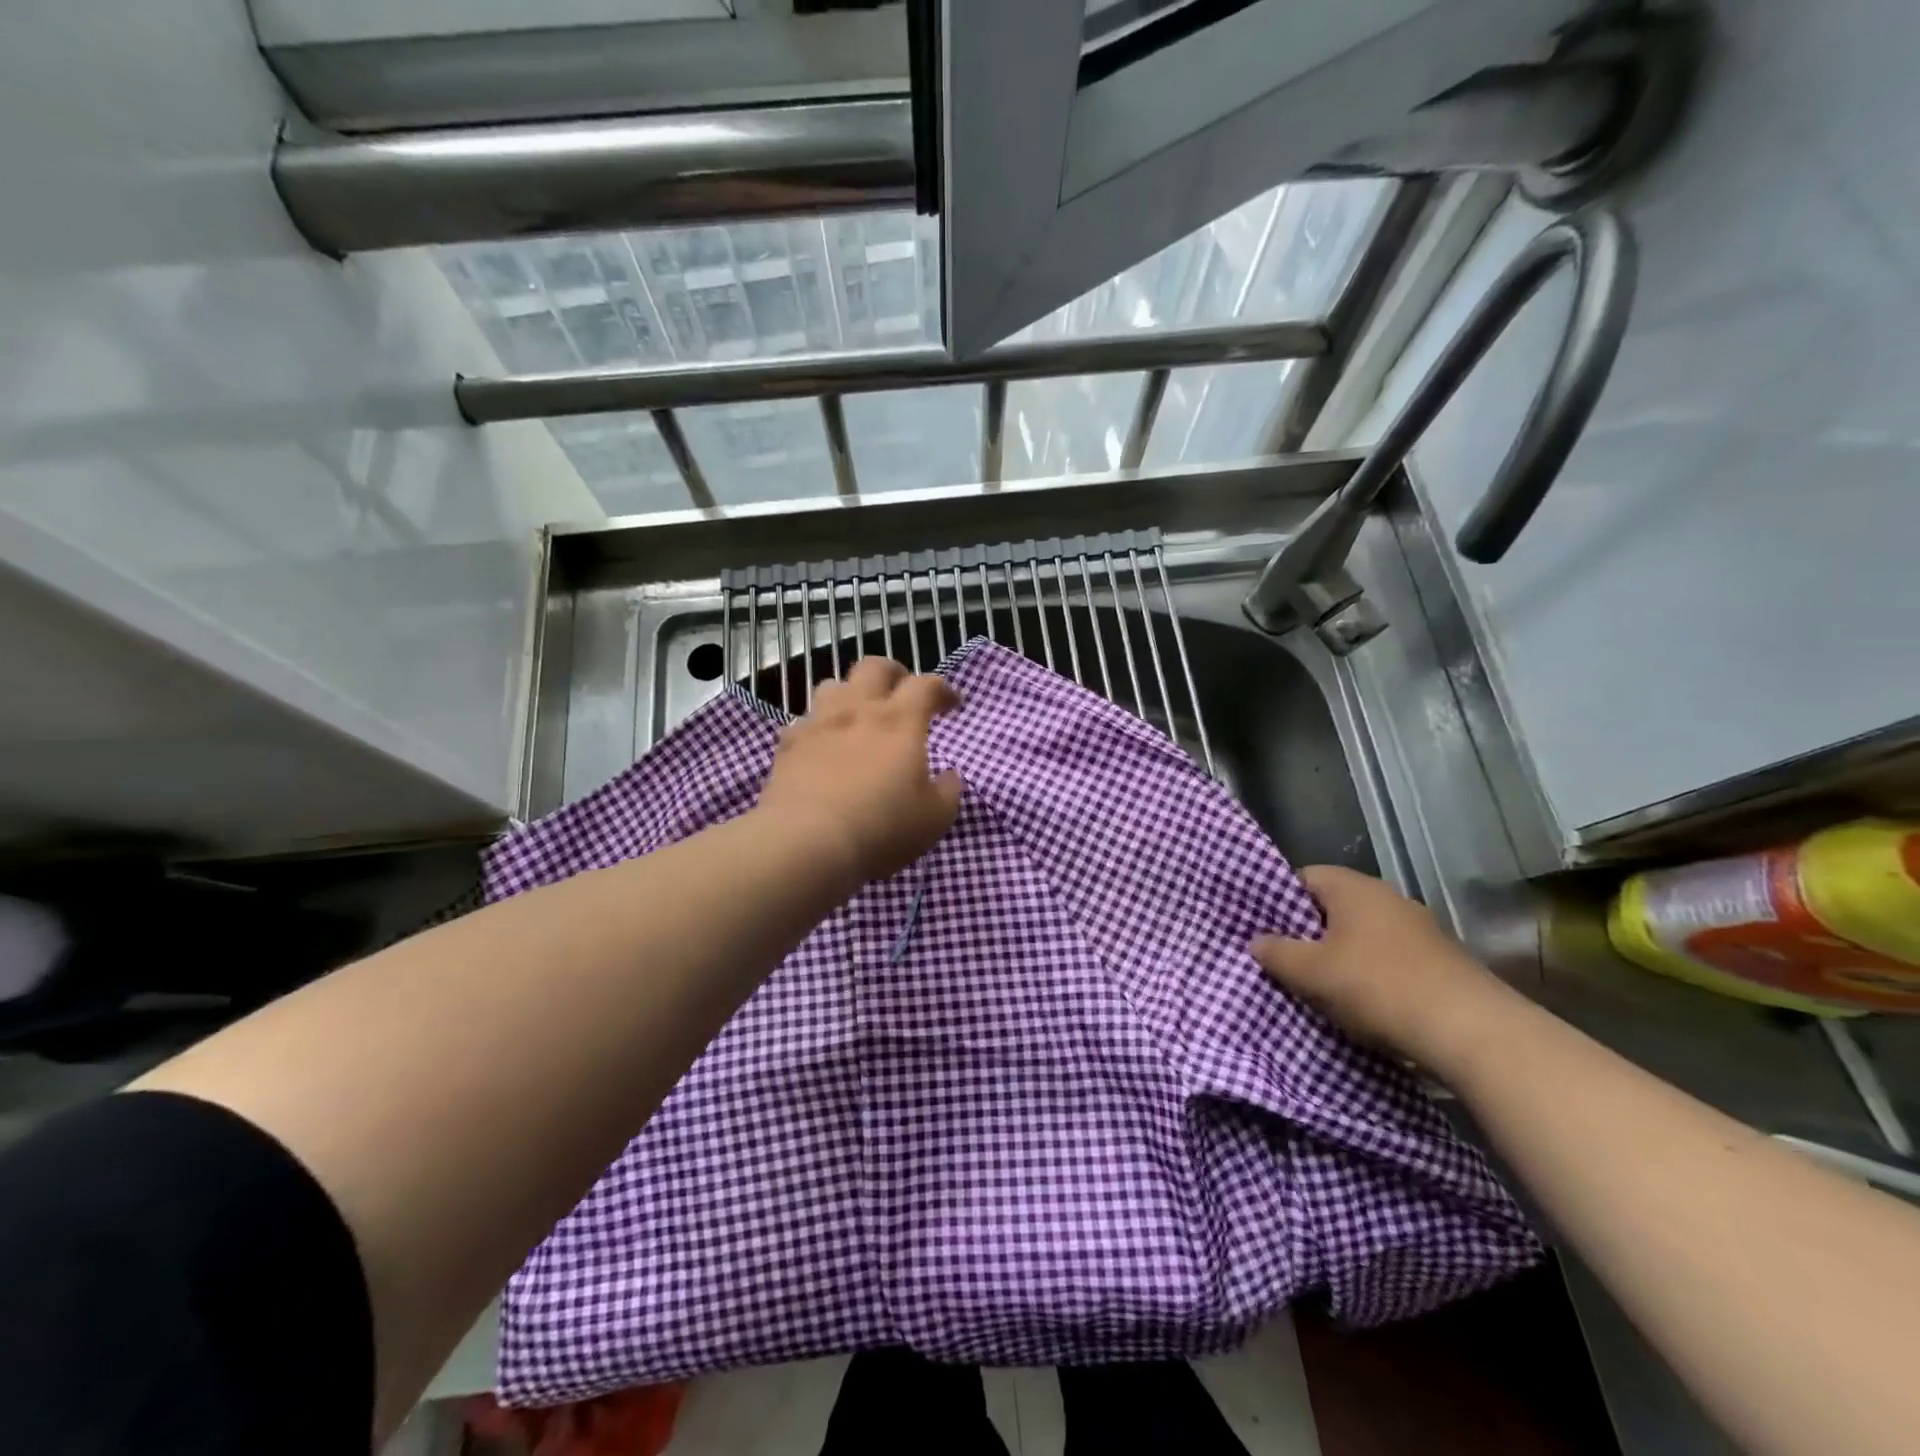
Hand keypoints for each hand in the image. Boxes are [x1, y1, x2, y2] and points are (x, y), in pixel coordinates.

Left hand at [754, 657, 964, 885]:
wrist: (807, 842)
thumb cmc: (882, 828)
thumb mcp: (934, 819)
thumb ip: (947, 791)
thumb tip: (949, 776)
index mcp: (900, 721)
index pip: (926, 685)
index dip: (942, 689)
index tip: (951, 705)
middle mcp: (858, 710)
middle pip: (874, 667)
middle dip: (893, 673)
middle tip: (902, 692)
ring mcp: (819, 724)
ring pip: (833, 685)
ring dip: (851, 694)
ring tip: (858, 715)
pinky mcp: (788, 745)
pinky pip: (804, 722)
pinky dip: (819, 727)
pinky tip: (823, 746)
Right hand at [1251, 865, 1517, 1073]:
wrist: (1472, 1032)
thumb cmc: (1379, 987)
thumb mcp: (1312, 973)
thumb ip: (1277, 953)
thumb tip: (1255, 941)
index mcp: (1353, 888)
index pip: (1303, 877)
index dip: (1278, 899)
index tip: (1263, 928)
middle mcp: (1387, 897)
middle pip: (1332, 906)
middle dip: (1307, 931)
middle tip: (1283, 959)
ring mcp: (1418, 928)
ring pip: (1361, 934)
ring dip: (1339, 955)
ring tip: (1317, 985)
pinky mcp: (1438, 960)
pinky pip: (1387, 957)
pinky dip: (1369, 973)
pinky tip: (1360, 1001)